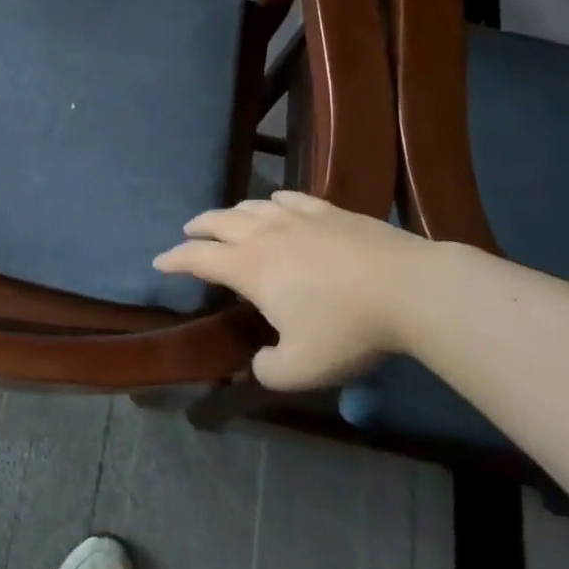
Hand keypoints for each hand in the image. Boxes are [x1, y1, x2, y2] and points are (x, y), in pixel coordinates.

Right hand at [154, 191, 438, 390]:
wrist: (409, 288)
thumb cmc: (347, 328)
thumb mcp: (301, 369)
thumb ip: (268, 371)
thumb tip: (259, 363)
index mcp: (249, 267)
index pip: (198, 258)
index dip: (174, 259)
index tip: (159, 261)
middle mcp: (265, 234)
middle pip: (219, 221)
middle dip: (198, 228)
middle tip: (188, 233)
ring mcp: (298, 217)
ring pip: (252, 205)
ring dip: (231, 213)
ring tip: (228, 220)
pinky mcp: (329, 210)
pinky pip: (289, 198)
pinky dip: (271, 201)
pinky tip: (276, 204)